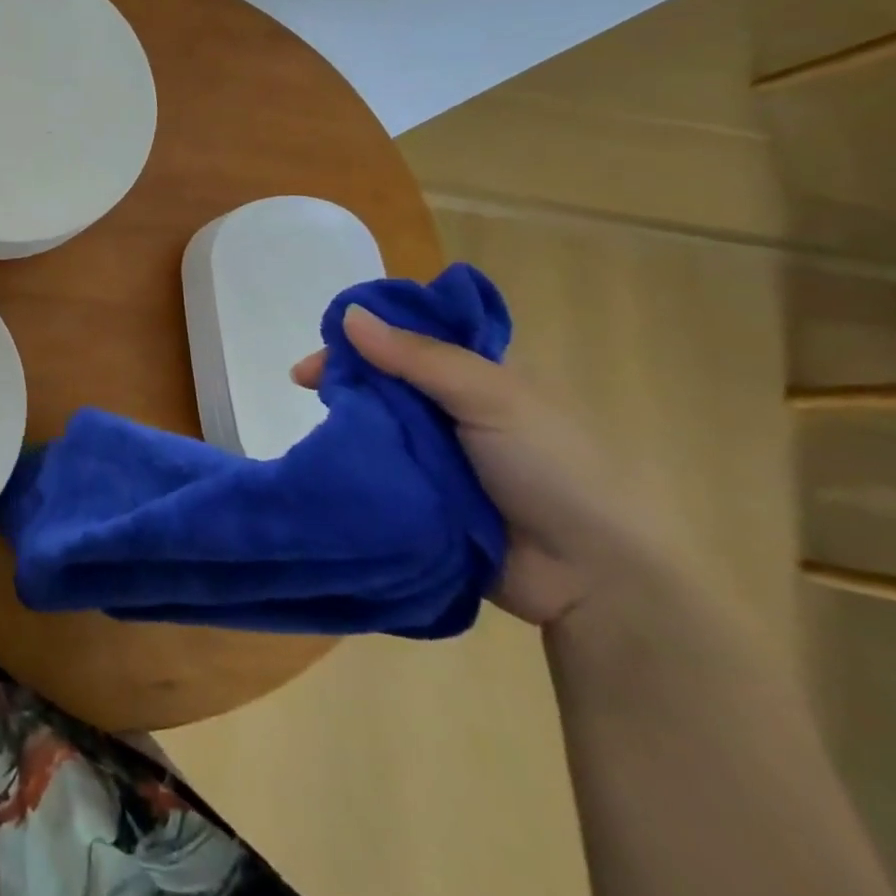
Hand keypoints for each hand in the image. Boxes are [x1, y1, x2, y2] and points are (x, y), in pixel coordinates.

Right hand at [292, 305, 671, 628]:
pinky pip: (378, 468)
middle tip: (302, 381)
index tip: (326, 340)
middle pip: (385, 377)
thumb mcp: (493, 397)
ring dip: (345, 418)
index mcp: (477, 376)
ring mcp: (435, 454)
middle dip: (344, 374)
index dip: (367, 331)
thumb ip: (419, 357)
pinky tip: (323, 454)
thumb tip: (349, 316)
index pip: (411, 337)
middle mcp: (452, 409)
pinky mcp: (420, 496)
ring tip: (312, 421)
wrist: (593, 579)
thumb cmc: (553, 469)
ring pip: (377, 422)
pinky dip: (353, 460)